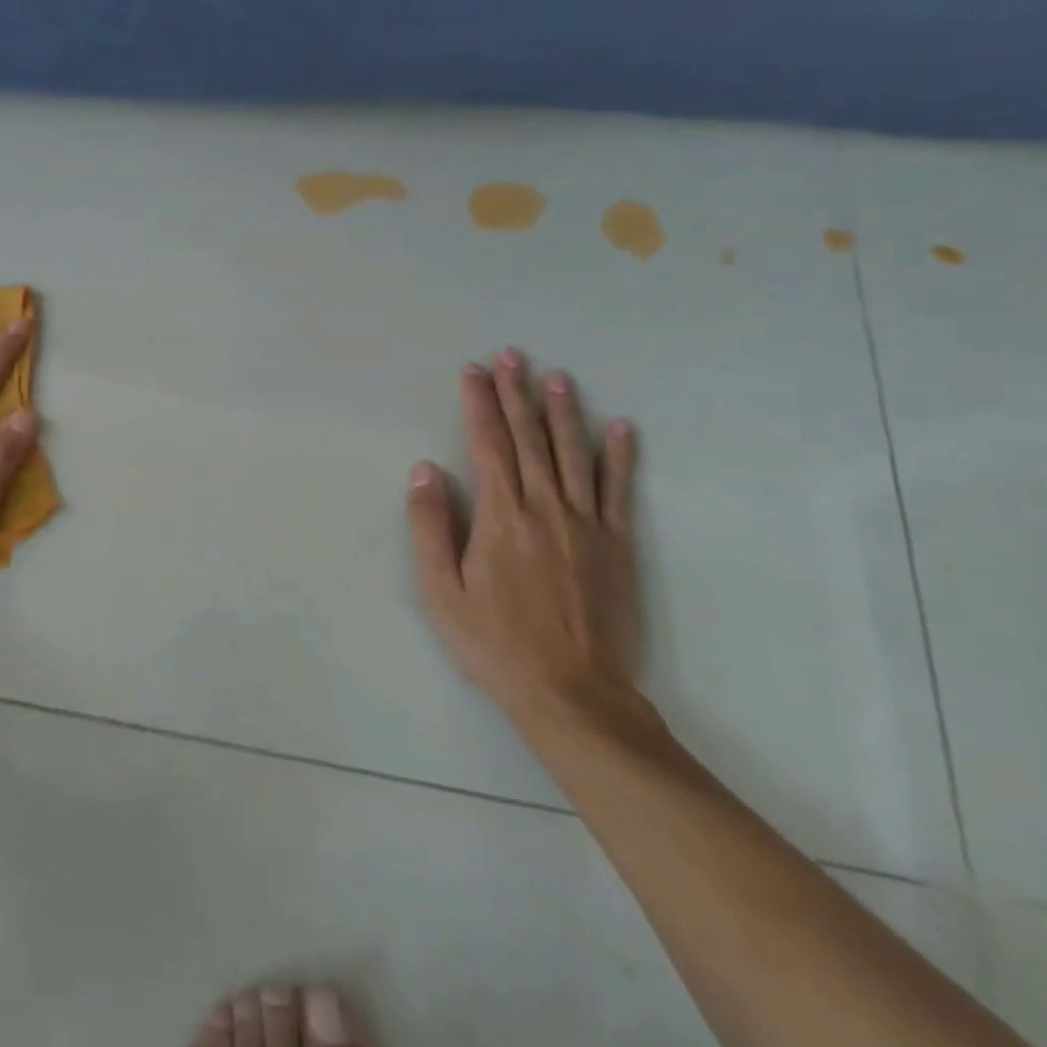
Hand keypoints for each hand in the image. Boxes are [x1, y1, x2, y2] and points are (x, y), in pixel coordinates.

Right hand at [406, 348, 640, 726]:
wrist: (571, 692)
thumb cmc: (494, 641)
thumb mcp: (441, 590)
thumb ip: (430, 526)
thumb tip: (425, 469)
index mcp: (500, 516)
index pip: (488, 444)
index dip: (479, 404)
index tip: (473, 371)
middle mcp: (544, 507)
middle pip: (529, 437)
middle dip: (516, 393)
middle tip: (511, 354)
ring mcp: (586, 524)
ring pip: (573, 453)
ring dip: (563, 411)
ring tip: (556, 376)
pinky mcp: (616, 544)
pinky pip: (619, 490)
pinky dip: (620, 456)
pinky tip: (621, 427)